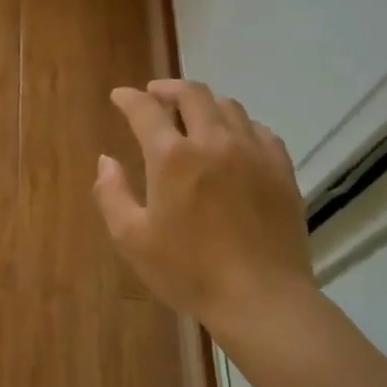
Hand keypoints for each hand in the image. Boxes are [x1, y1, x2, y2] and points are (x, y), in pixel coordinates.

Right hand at [94, 80, 321, 347]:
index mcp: (172, 156)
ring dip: (204, 103)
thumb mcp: (132, 238)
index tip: (119, 96)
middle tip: (155, 95)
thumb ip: (111, 194)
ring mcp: (253, 152)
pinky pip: (259, 130)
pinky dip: (239, 125)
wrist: (261, 299)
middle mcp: (213, 141)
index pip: (145, 109)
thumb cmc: (189, 271)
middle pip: (192, 94)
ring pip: (228, 106)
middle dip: (168, 88)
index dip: (129, 98)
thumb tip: (106, 161)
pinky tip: (234, 139)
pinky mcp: (281, 170)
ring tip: (193, 114)